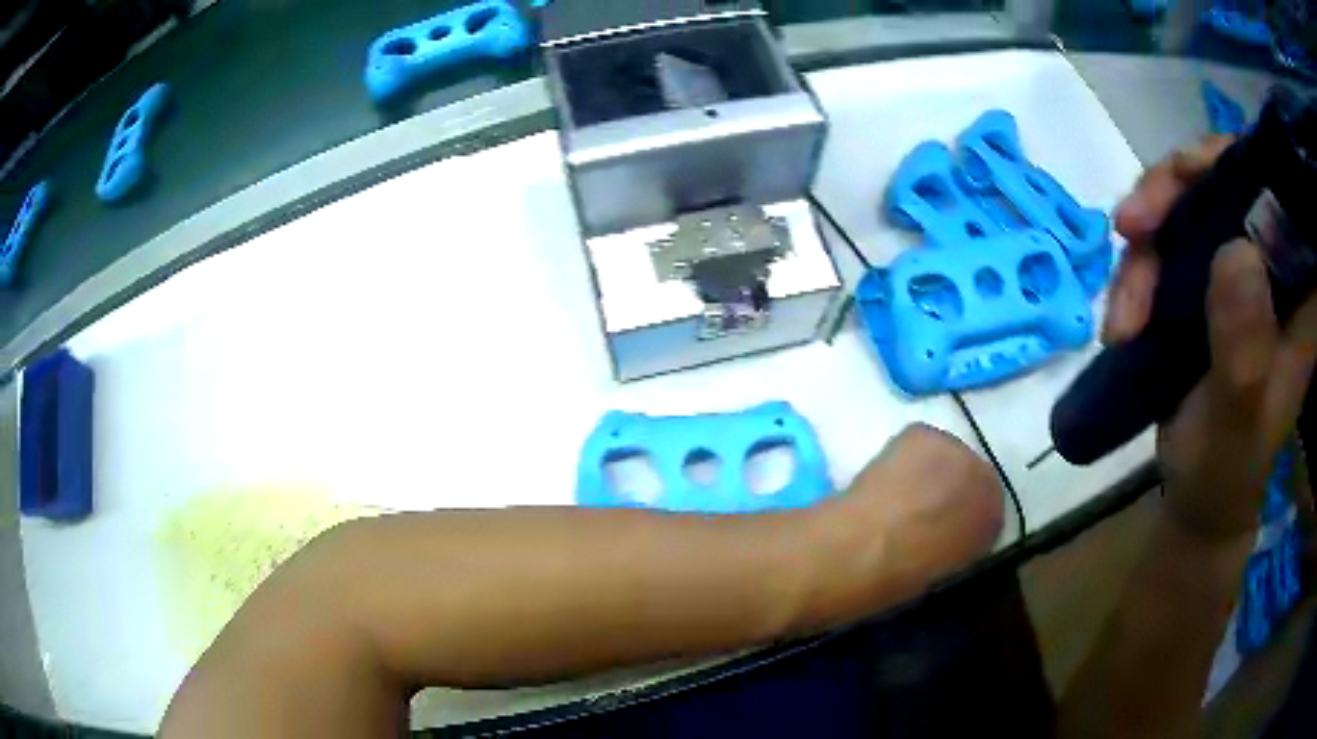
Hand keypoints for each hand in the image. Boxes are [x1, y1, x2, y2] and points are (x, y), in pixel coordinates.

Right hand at [1106, 136, 1316, 541]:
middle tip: (1131, 227)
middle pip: (1222, 183)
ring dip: (1145, 250)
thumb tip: (1235, 250)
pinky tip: (1120, 323)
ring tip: (1122, 318)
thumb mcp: (1237, 423)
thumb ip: (1244, 348)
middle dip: (1172, 196)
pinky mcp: (1202, 285)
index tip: (1190, 174)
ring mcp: (1234, 273)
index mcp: (1296, 294)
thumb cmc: (1225, 473)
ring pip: (1185, 210)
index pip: (1275, 194)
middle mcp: (1270, 268)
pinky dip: (1135, 275)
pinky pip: (1163, 246)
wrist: (1196, 502)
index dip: (1235, 163)